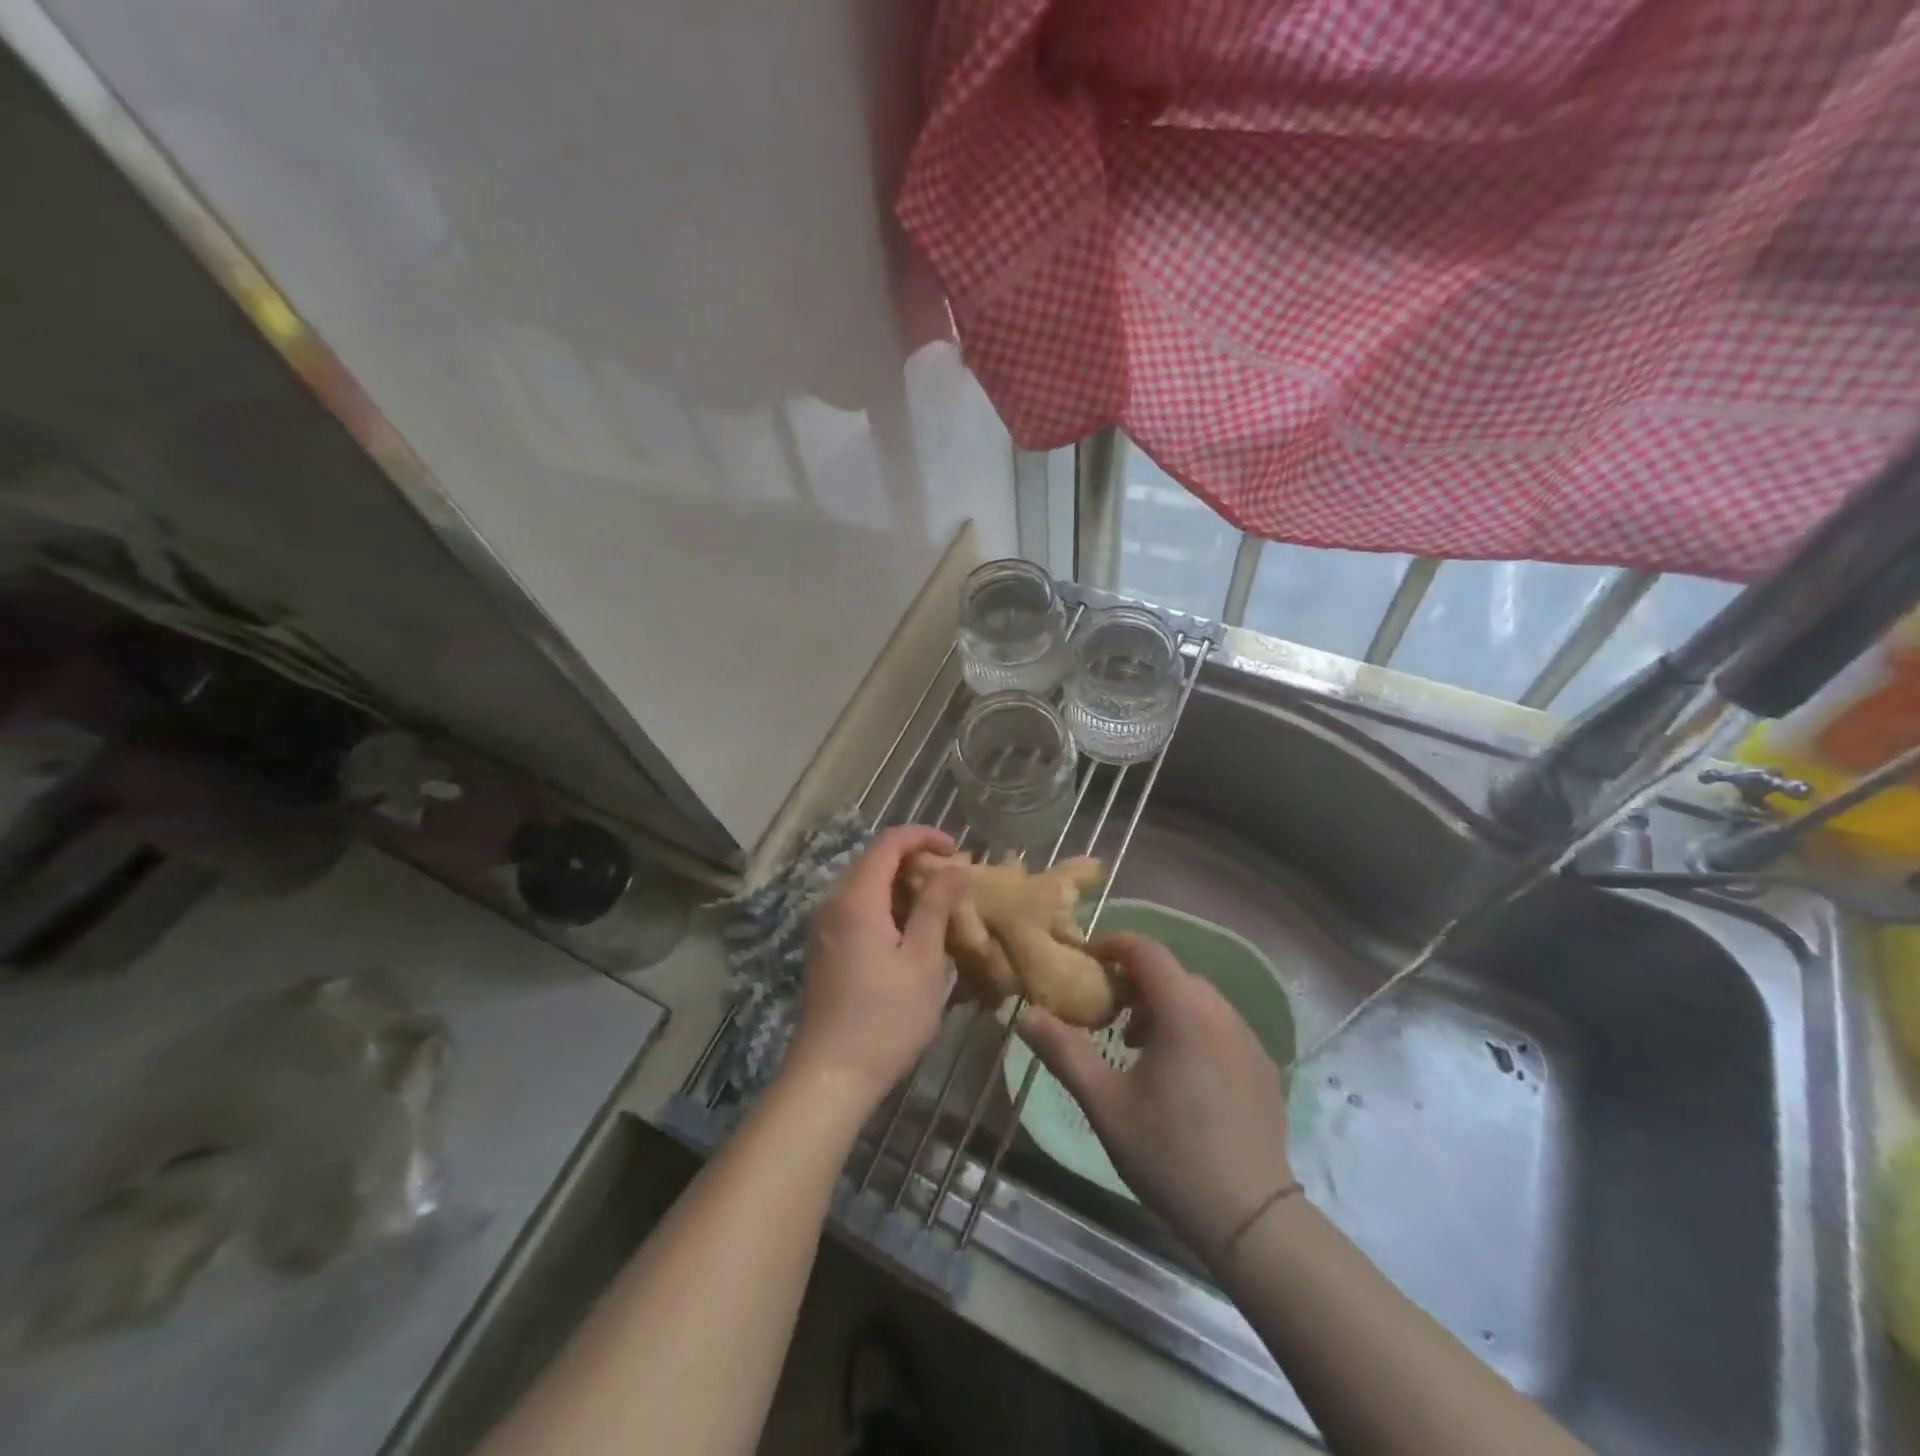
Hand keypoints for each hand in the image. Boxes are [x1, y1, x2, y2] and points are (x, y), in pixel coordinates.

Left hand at [783, 825, 968, 1112]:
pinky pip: (856, 909)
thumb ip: (936, 907)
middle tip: (954, 880)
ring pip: (865, 885)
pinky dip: (886, 906)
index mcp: (856, 899)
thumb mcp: (922, 961)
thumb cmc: (885, 1019)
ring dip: (902, 885)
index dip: (924, 836)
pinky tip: (912, 933)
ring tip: (940, 906)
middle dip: (916, 860)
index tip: (958, 850)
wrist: (829, 1077)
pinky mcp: (824, 948)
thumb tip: (955, 867)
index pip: (888, 842)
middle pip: (874, 860)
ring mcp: (824, 927)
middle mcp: (832, 903)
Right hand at [1018, 932, 1292, 1267]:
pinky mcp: (1263, 1067)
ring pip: (1198, 1000)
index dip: (1113, 946)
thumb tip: (1025, 1014)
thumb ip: (1064, 1051)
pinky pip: (1220, 1026)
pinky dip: (1192, 1028)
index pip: (1147, 951)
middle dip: (1135, 981)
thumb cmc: (1169, 1152)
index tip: (1087, 961)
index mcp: (1184, 1011)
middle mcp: (1222, 1013)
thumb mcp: (1105, 1102)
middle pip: (1173, 974)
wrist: (1250, 1218)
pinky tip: (1179, 1075)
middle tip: (1107, 1013)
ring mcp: (1249, 1040)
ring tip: (1138, 1048)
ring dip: (1163, 1006)